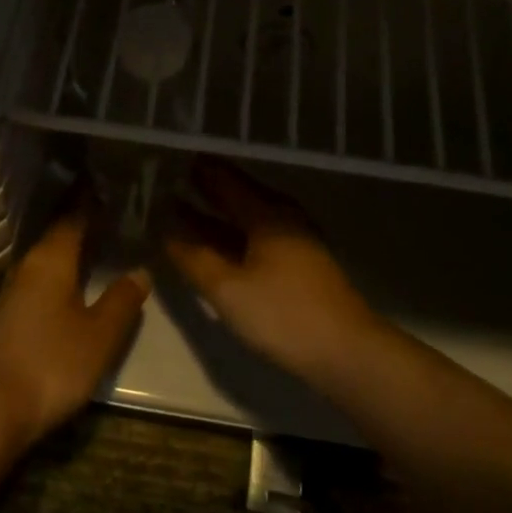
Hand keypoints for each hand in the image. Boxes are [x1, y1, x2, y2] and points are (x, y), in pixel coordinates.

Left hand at [0, 205, 150, 446]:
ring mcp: (14, 292)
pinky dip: (62, 275)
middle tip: (116, 216)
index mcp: (51, 259)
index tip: (114, 189)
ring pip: (49, 259)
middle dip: (85, 225)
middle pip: (59, 236)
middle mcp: (28, 267)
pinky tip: (77, 286)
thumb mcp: (100, 334)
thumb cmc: (53, 362)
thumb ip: (122, 300)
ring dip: (73, 251)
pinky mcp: (9, 316)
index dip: (93, 203)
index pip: (73, 217)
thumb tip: (140, 271)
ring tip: (103, 246)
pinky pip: (41, 281)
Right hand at [163, 161, 380, 379]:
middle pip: (239, 196)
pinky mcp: (300, 267)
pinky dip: (231, 236)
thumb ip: (194, 259)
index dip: (199, 170)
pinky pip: (256, 239)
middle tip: (172, 181)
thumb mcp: (228, 289)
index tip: (173, 159)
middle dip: (206, 190)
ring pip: (247, 220)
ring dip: (216, 216)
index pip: (226, 180)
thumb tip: (164, 232)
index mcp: (267, 215)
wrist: (347, 352)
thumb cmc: (283, 315)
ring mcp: (295, 243)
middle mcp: (283, 219)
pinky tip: (216, 247)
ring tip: (183, 210)